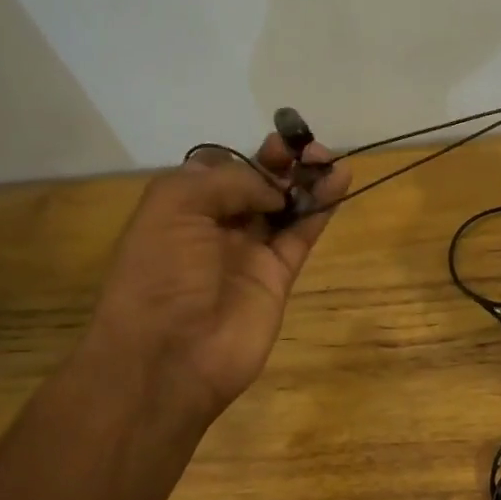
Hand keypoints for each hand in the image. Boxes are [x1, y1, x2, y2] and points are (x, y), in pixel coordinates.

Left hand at [89, 135, 350, 422]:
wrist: (171, 356)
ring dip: (307, 181)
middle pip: (255, 186)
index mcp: (180, 209)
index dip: (247, 156)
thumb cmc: (160, 275)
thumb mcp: (173, 207)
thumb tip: (270, 187)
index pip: (220, 170)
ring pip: (283, 207)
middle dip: (281, 163)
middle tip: (306, 148)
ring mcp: (248, 253)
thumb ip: (225, 182)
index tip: (274, 143)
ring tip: (330, 158)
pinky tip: (340, 182)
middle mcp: (214, 228)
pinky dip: (321, 208)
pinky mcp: (278, 276)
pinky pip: (301, 234)